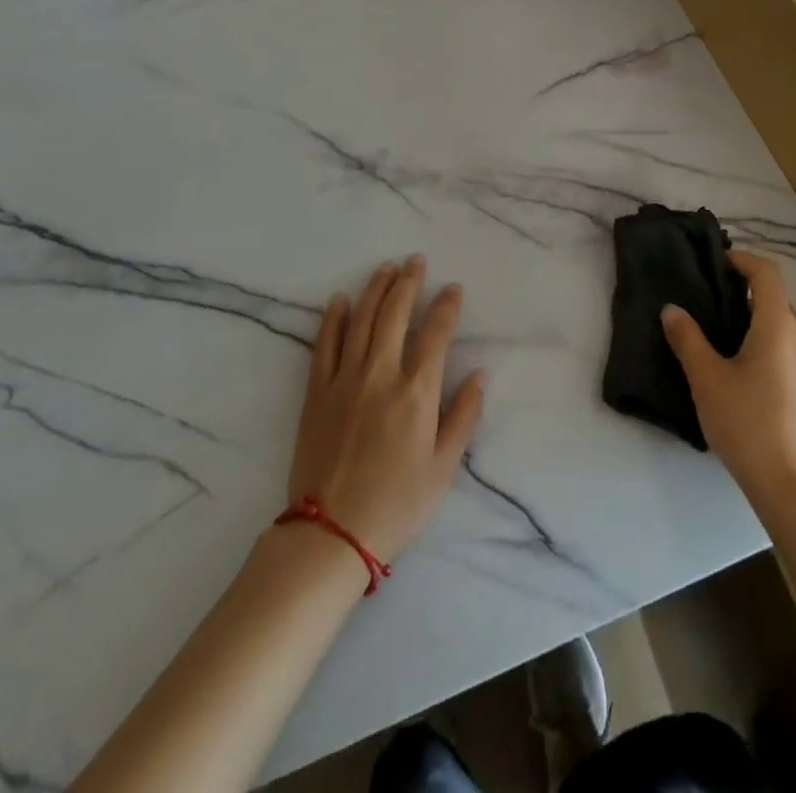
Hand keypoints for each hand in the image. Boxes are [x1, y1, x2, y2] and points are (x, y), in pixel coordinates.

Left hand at [288, 256, 485, 564]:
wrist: (331, 534)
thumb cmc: (396, 504)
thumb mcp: (444, 468)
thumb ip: (463, 417)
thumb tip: (479, 375)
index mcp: (416, 392)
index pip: (435, 334)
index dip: (446, 306)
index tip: (453, 288)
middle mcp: (381, 374)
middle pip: (395, 314)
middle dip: (408, 282)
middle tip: (416, 261)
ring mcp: (344, 379)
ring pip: (361, 320)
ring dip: (375, 289)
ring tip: (386, 268)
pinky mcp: (316, 392)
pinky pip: (324, 345)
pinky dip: (333, 319)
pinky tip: (340, 300)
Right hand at [661, 249, 795, 511]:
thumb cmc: (750, 426)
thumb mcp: (707, 380)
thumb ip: (688, 340)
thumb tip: (672, 309)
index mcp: (778, 326)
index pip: (767, 273)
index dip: (743, 259)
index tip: (716, 263)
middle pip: (776, 298)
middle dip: (745, 291)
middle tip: (709, 301)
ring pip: (784, 326)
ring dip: (756, 320)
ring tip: (722, 338)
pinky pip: (791, 349)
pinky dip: (768, 343)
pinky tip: (745, 373)